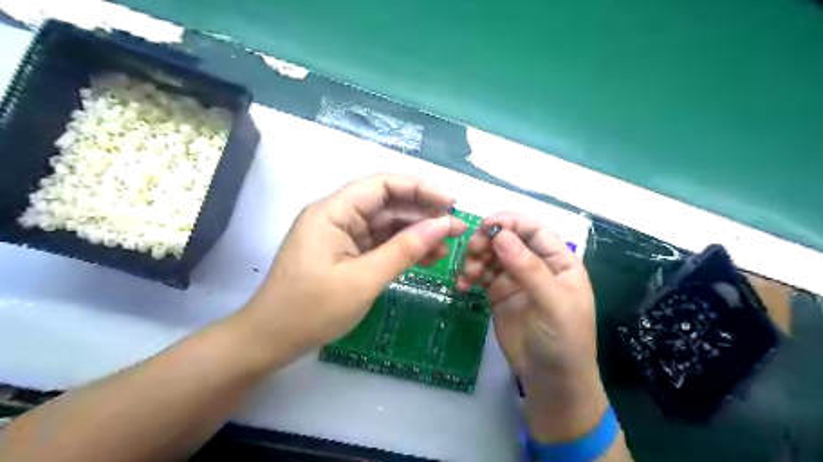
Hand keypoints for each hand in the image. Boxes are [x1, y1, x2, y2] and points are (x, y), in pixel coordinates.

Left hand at [234, 173, 465, 357]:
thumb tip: (442, 225)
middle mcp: (337, 215)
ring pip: (386, 225)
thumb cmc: (312, 310)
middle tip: (456, 230)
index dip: (420, 189)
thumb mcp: (364, 279)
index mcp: (334, 212)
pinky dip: (402, 250)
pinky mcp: (345, 252)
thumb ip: (405, 249)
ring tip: (446, 248)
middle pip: (387, 203)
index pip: (383, 185)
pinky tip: (426, 259)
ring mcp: (341, 235)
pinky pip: (379, 243)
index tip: (451, 203)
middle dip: (423, 214)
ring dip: (416, 234)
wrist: (271, 340)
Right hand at [459, 212, 605, 439]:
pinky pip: (481, 275)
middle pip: (508, 239)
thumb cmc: (563, 339)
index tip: (484, 226)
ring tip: (467, 275)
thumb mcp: (552, 303)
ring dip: (476, 259)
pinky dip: (470, 276)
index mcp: (558, 261)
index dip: (510, 222)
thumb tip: (501, 235)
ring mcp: (515, 279)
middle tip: (472, 252)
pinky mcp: (498, 293)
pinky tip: (463, 287)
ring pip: (491, 255)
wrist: (550, 379)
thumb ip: (528, 268)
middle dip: (488, 241)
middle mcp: (536, 265)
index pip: (534, 229)